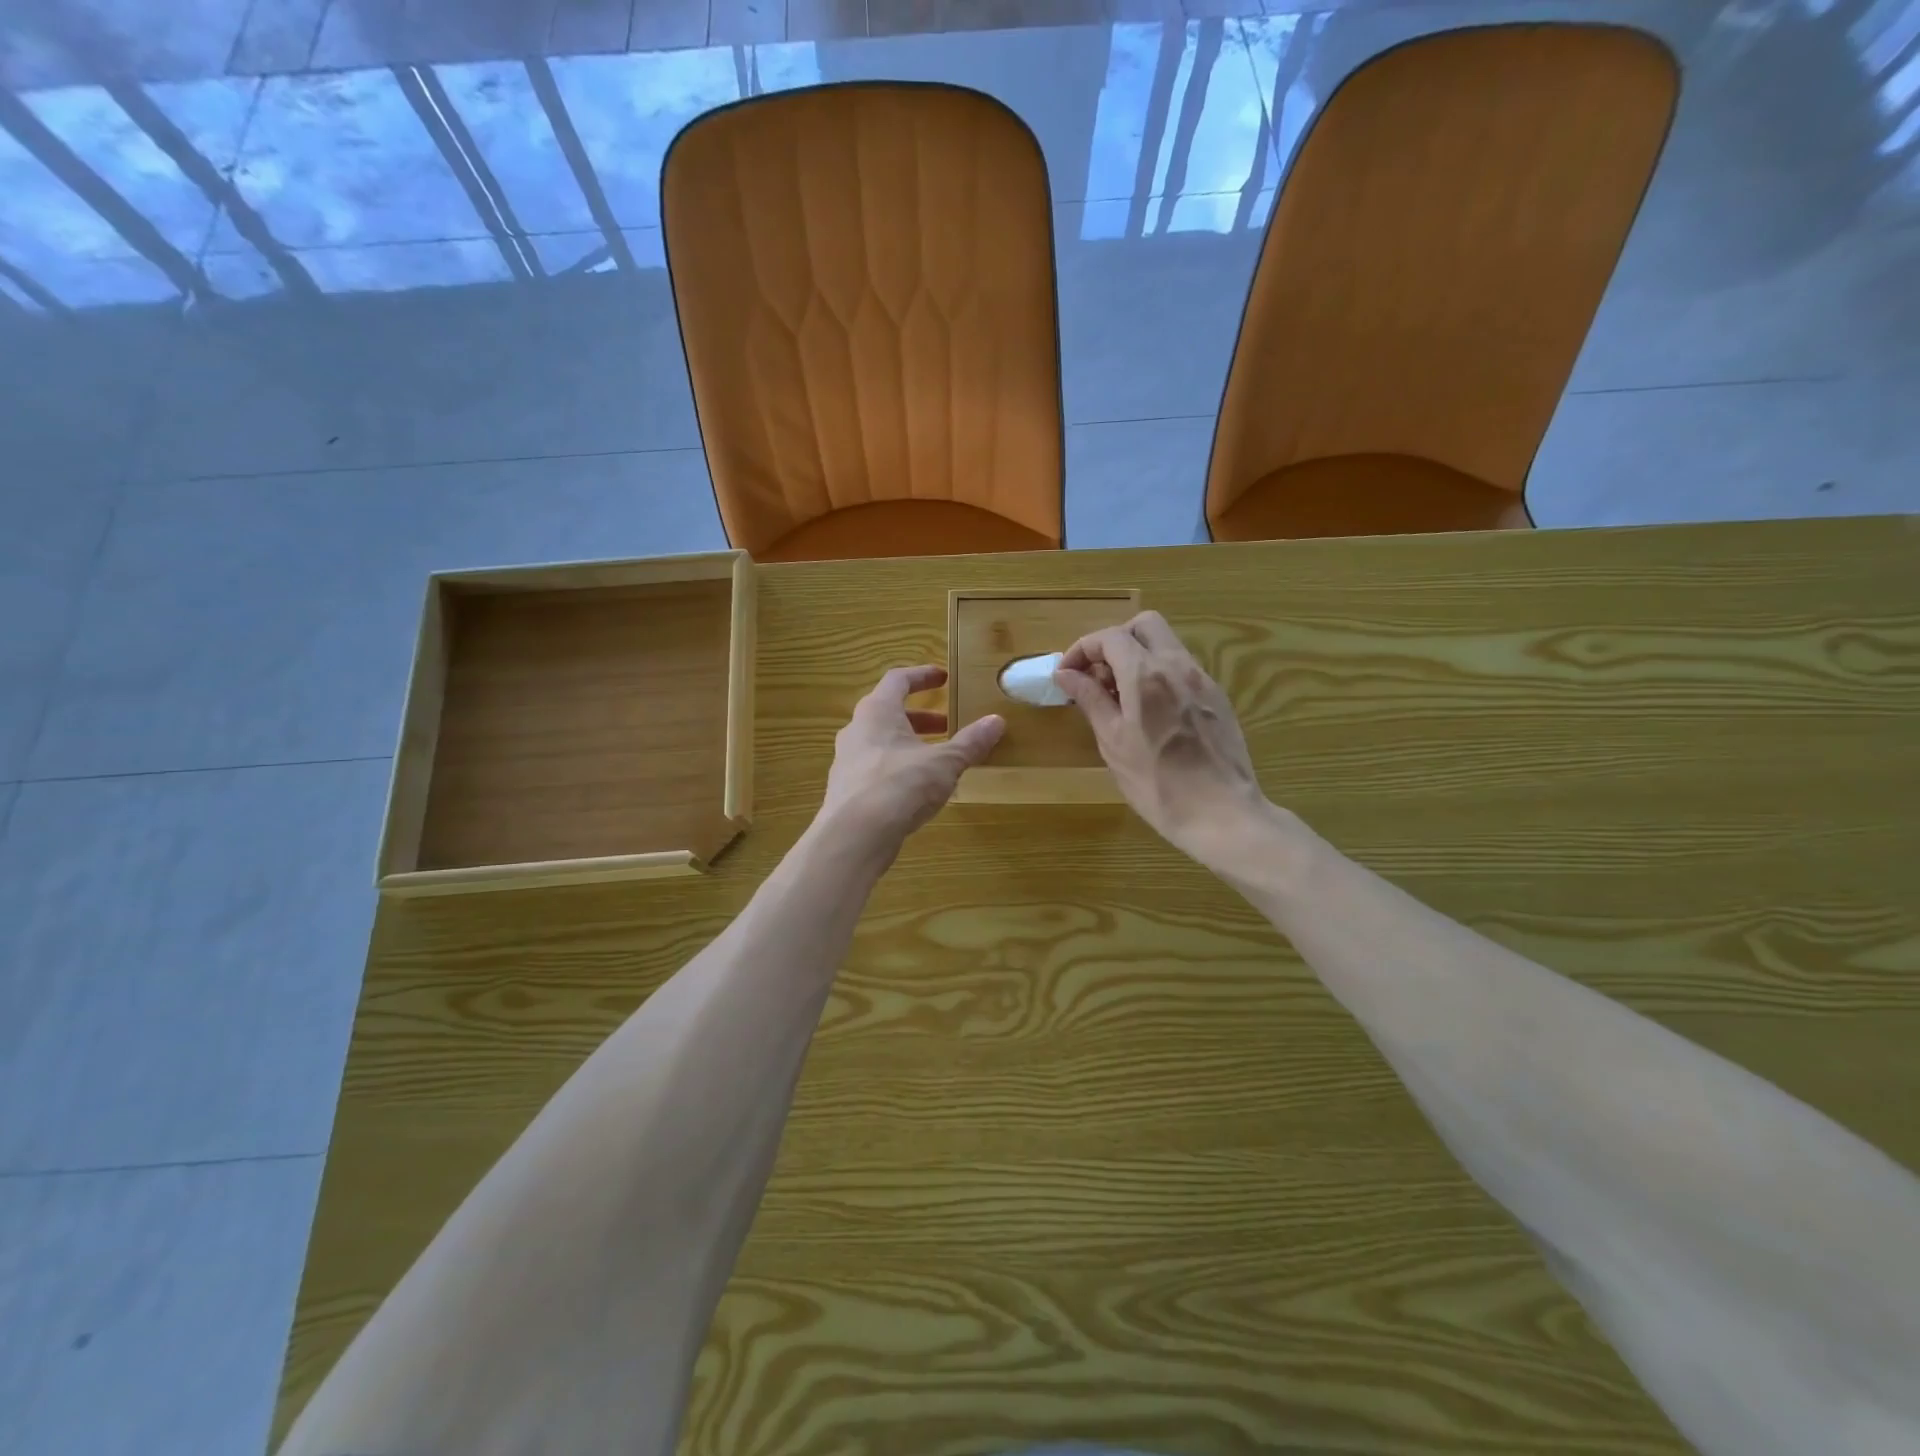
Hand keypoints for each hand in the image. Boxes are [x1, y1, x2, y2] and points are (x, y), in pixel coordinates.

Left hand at [819, 666, 1004, 854]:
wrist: (854, 836)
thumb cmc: (899, 786)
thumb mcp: (944, 763)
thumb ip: (969, 742)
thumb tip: (996, 721)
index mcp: (876, 712)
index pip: (898, 680)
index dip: (922, 676)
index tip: (943, 677)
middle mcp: (856, 730)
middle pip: (888, 712)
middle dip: (921, 718)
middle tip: (947, 725)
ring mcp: (847, 761)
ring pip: (881, 742)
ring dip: (909, 744)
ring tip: (937, 759)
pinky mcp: (847, 790)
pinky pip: (876, 769)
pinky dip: (898, 769)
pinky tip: (917, 789)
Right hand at [1054, 612, 1268, 870]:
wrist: (1222, 814)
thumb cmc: (1157, 783)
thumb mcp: (1113, 742)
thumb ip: (1090, 700)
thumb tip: (1066, 674)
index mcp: (1146, 675)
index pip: (1109, 637)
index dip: (1082, 650)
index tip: (1067, 675)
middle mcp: (1178, 666)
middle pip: (1144, 625)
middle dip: (1114, 641)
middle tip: (1097, 676)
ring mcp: (1202, 680)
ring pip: (1166, 645)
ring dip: (1137, 657)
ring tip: (1119, 698)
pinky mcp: (1217, 698)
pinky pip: (1182, 669)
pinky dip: (1159, 675)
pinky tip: (1150, 713)